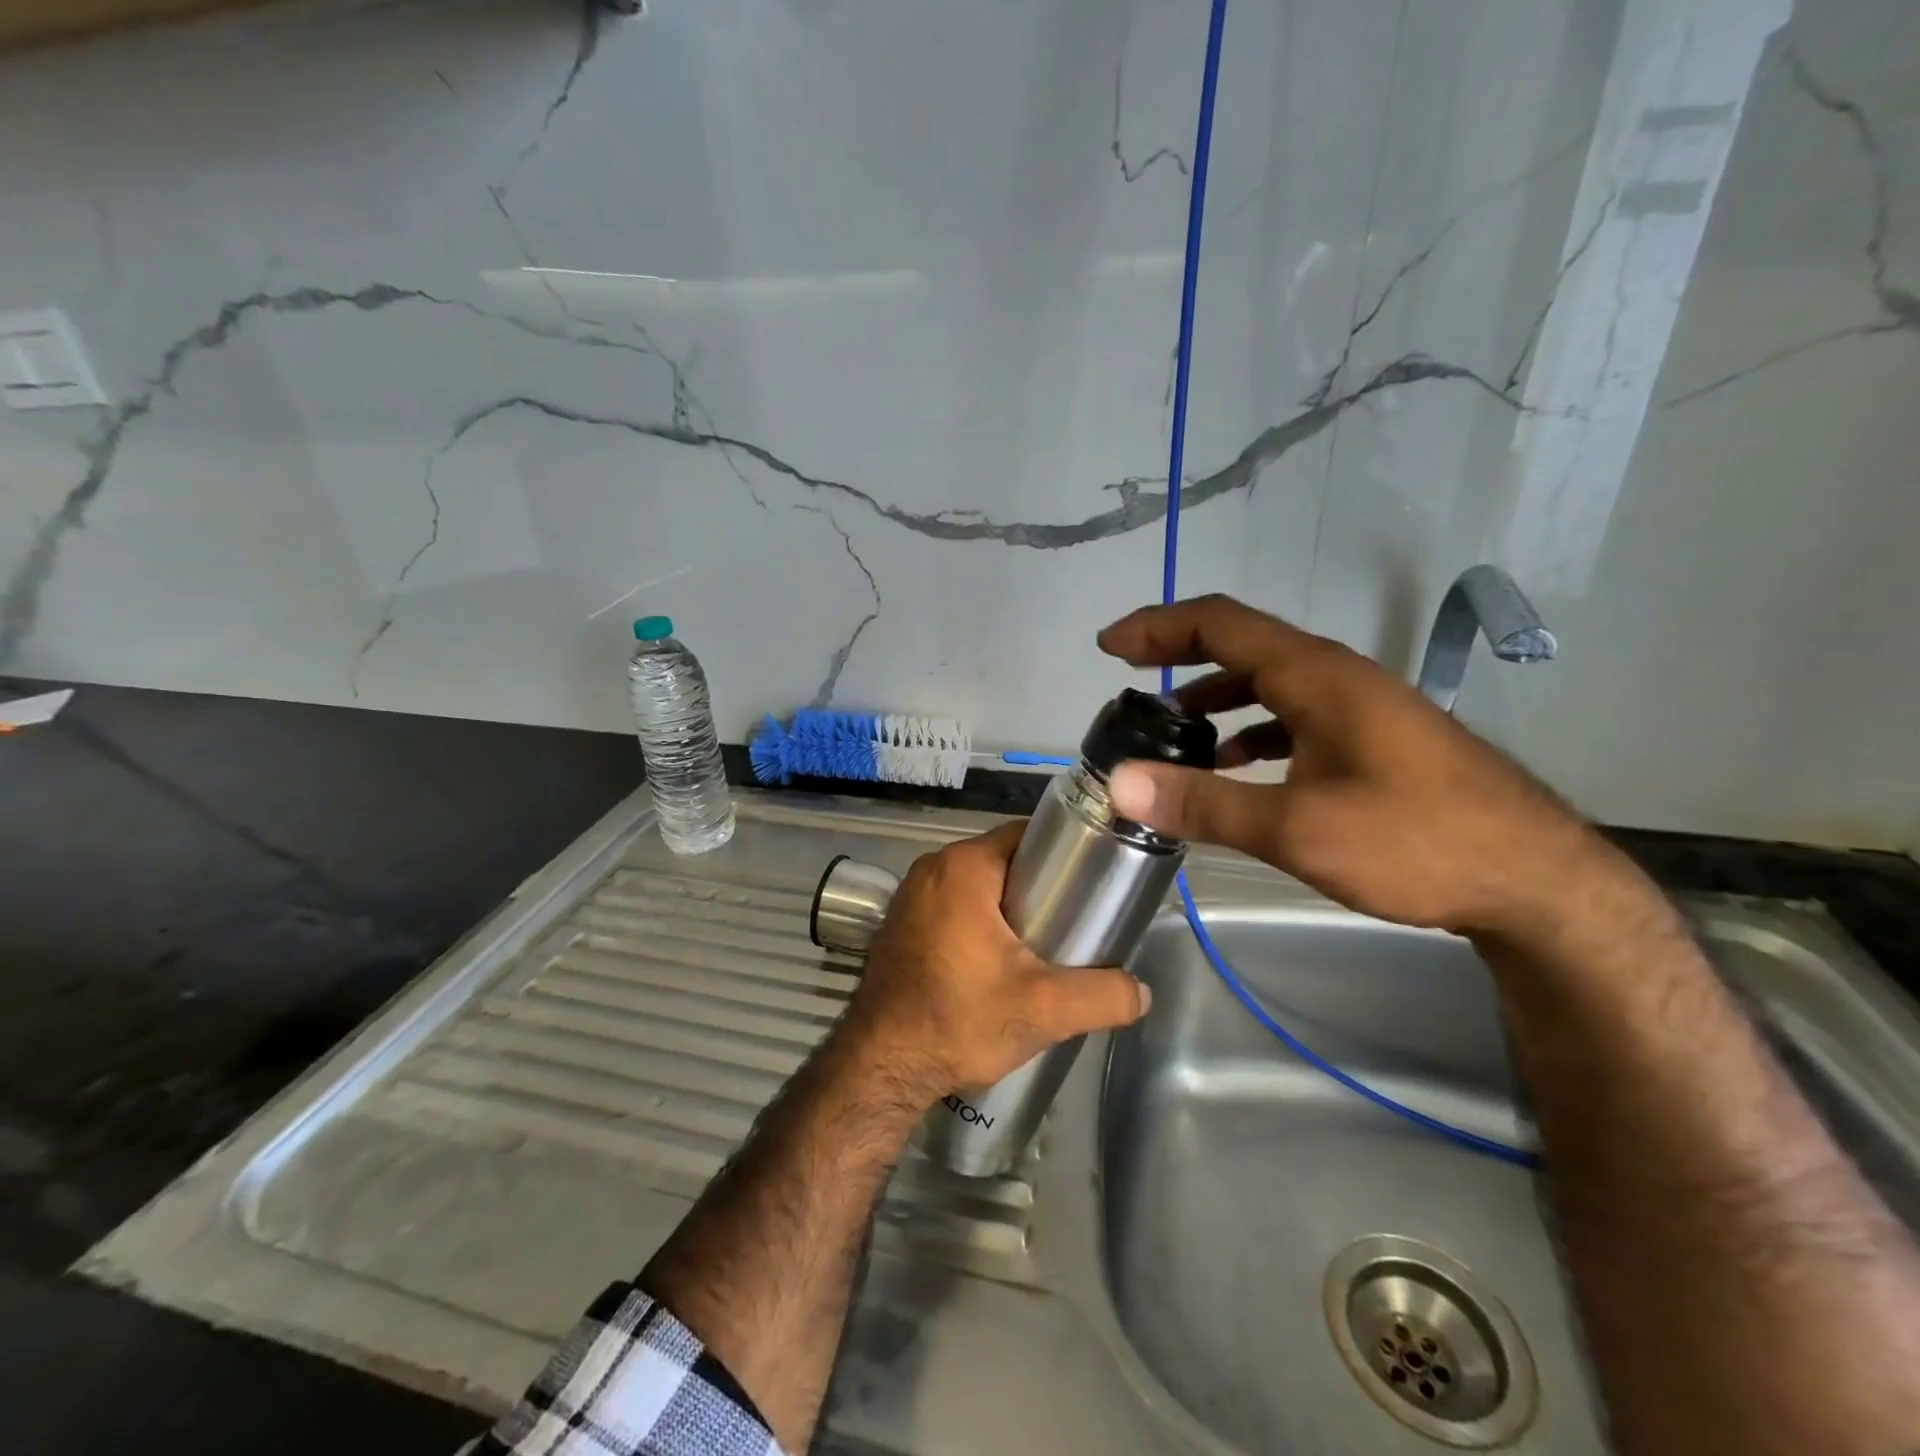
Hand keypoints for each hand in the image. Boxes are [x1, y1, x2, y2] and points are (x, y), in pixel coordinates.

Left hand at [840, 823, 1150, 1099]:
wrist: (880, 1066)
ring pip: (977, 884)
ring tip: (1044, 942)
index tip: (1092, 881)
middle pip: (1003, 859)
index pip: (1026, 835)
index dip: (1064, 853)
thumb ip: (1102, 996)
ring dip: (1009, 905)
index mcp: (964, 866)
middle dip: (1040, 884)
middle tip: (1076, 919)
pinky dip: (978, 919)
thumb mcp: (1043, 1009)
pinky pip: (952, 903)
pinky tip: (999, 958)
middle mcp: (933, 867)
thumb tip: (1142, 992)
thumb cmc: (959, 1020)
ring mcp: (911, 894)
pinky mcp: (901, 922)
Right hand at [1097, 594, 1627, 941]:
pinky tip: (1237, 765)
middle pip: (1242, 645)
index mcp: (1316, 677)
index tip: (1109, 645)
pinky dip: (1252, 729)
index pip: (1221, 624)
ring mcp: (1359, 708)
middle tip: (1128, 678)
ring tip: (1173, 732)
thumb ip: (1204, 803)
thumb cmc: (1417, 843)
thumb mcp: (1297, 828)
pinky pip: (1294, 716)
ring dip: (1215, 698)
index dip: (1158, 627)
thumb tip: (1120, 783)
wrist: (1537, 882)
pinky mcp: (1373, 740)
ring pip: (1269, 683)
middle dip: (1179, 656)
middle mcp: (1336, 677)